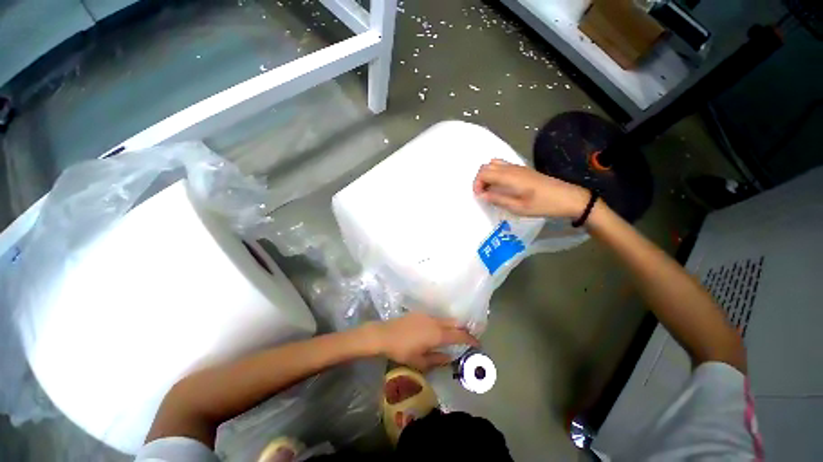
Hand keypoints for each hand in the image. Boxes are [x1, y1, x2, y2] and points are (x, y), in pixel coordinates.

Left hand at [364, 312, 478, 371]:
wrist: (384, 334)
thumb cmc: (402, 351)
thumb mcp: (420, 361)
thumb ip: (437, 359)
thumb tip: (450, 358)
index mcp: (437, 334)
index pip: (459, 335)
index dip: (470, 339)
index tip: (477, 343)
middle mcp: (435, 322)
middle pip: (454, 323)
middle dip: (464, 329)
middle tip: (469, 337)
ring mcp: (427, 315)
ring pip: (445, 319)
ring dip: (452, 325)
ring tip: (454, 334)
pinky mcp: (420, 313)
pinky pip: (436, 317)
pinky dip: (442, 323)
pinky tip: (437, 329)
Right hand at [473, 159, 589, 217]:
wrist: (567, 197)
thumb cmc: (542, 205)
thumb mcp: (518, 208)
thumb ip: (498, 200)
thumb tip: (481, 195)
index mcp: (509, 177)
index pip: (484, 173)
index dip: (477, 184)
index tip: (479, 196)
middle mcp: (511, 168)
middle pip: (487, 166)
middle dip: (480, 179)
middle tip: (483, 194)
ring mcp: (518, 167)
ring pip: (494, 164)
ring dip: (487, 175)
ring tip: (491, 190)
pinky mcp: (523, 169)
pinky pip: (503, 166)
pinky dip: (495, 174)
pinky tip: (501, 186)